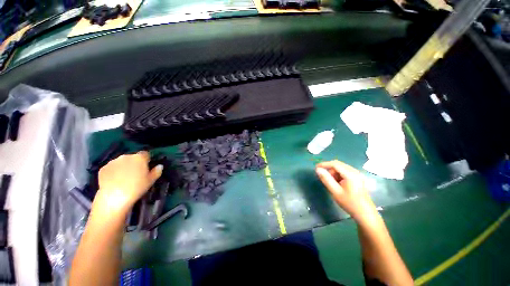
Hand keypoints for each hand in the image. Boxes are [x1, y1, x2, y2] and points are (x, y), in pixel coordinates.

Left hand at [94, 151, 162, 212]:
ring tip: (124, 178)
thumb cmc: (137, 188)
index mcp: (139, 158)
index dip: (146, 160)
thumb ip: (156, 171)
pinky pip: (111, 168)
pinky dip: (113, 172)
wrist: (114, 197)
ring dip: (123, 166)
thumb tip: (160, 166)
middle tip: (135, 174)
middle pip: (132, 157)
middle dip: (134, 163)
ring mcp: (113, 162)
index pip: (145, 154)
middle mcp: (126, 156)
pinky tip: (114, 181)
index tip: (146, 167)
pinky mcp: (103, 168)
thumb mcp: (151, 181)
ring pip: (121, 162)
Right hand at [316, 160, 378, 224]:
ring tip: (331, 182)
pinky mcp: (358, 178)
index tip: (316, 168)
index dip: (324, 164)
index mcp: (350, 174)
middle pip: (338, 165)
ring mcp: (357, 174)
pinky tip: (337, 183)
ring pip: (341, 168)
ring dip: (333, 172)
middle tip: (323, 177)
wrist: (365, 214)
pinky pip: (345, 171)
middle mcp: (355, 171)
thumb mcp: (335, 191)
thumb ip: (326, 179)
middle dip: (329, 169)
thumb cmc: (349, 203)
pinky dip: (338, 175)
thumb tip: (318, 169)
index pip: (335, 164)